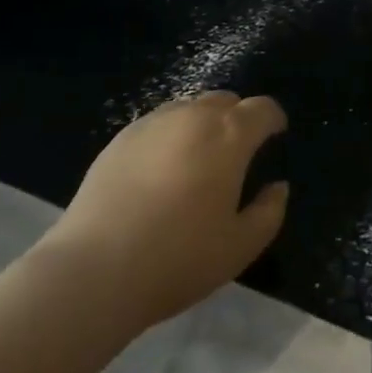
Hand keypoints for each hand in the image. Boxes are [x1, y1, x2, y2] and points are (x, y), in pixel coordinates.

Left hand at [38, 92, 288, 331]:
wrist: (94, 271)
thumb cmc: (178, 258)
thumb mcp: (240, 247)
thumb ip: (269, 212)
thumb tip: (277, 187)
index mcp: (230, 135)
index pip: (263, 108)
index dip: (273, 120)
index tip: (275, 136)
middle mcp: (194, 116)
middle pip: (226, 101)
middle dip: (238, 118)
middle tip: (236, 152)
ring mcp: (154, 123)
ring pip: (190, 108)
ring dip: (203, 124)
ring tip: (197, 159)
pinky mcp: (120, 138)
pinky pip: (158, 123)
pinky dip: (170, 135)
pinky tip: (160, 169)